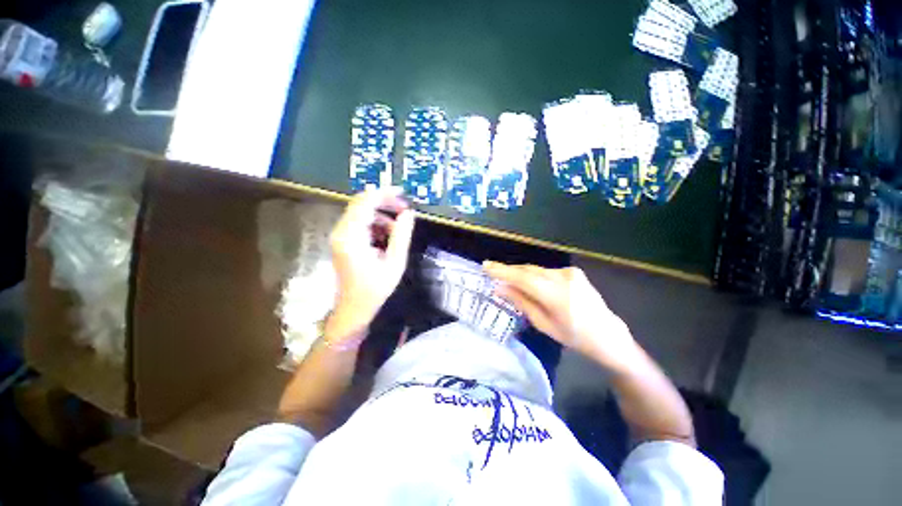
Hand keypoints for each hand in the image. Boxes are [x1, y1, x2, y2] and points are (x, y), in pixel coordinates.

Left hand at [329, 188, 414, 336]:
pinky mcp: (343, 241)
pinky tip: (387, 236)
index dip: (384, 194)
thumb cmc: (374, 289)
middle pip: (361, 204)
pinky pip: (359, 223)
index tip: (402, 193)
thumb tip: (409, 214)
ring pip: (361, 213)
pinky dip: (375, 224)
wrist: (353, 309)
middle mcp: (341, 232)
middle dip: (384, 203)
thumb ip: (402, 235)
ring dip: (381, 215)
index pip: (365, 203)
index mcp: (351, 237)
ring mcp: (340, 236)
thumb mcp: (394, 262)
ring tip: (399, 227)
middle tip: (404, 210)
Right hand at [483, 262, 639, 372]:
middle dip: (509, 271)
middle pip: (528, 270)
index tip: (486, 266)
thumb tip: (500, 288)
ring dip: (520, 273)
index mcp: (556, 295)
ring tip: (506, 277)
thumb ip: (521, 302)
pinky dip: (533, 275)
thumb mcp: (544, 324)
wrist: (608, 335)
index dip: (502, 271)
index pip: (523, 278)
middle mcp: (563, 278)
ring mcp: (570, 273)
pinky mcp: (573, 272)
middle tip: (491, 271)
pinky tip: (526, 282)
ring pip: (536, 270)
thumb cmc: (574, 337)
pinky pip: (546, 271)